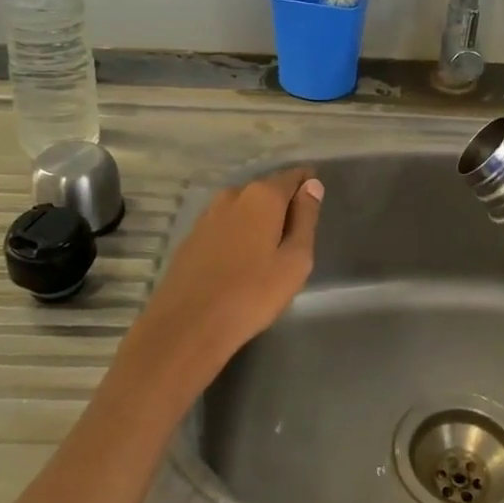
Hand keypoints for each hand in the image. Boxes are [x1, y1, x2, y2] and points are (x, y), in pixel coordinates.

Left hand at [118, 168, 323, 400]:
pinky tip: (241, 261)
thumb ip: (306, 218)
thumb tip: (312, 185)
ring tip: (268, 252)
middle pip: (267, 190)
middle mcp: (233, 195)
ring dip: (258, 221)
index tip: (315, 206)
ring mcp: (207, 215)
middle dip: (282, 206)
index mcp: (262, 196)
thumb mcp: (295, 259)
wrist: (188, 325)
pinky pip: (225, 225)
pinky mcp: (191, 236)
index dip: (307, 186)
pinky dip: (238, 234)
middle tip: (295, 237)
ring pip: (243, 208)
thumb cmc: (252, 294)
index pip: (293, 177)